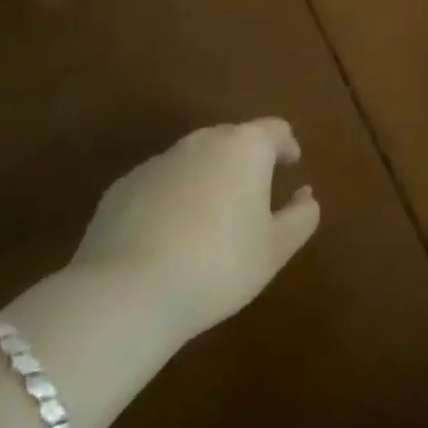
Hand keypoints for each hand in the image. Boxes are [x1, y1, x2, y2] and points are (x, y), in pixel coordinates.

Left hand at [70, 120, 319, 341]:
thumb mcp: (274, 250)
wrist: (124, 296)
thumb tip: (306, 196)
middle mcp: (204, 141)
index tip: (291, 165)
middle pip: (233, 140)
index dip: (287, 146)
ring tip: (208, 219)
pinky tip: (166, 237)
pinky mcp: (122, 187)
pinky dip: (170, 199)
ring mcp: (159, 161)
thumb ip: (301, 217)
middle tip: (252, 195)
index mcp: (246, 147)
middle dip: (245, 161)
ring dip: (207, 179)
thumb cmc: (217, 266)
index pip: (276, 130)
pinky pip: (158, 184)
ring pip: (194, 160)